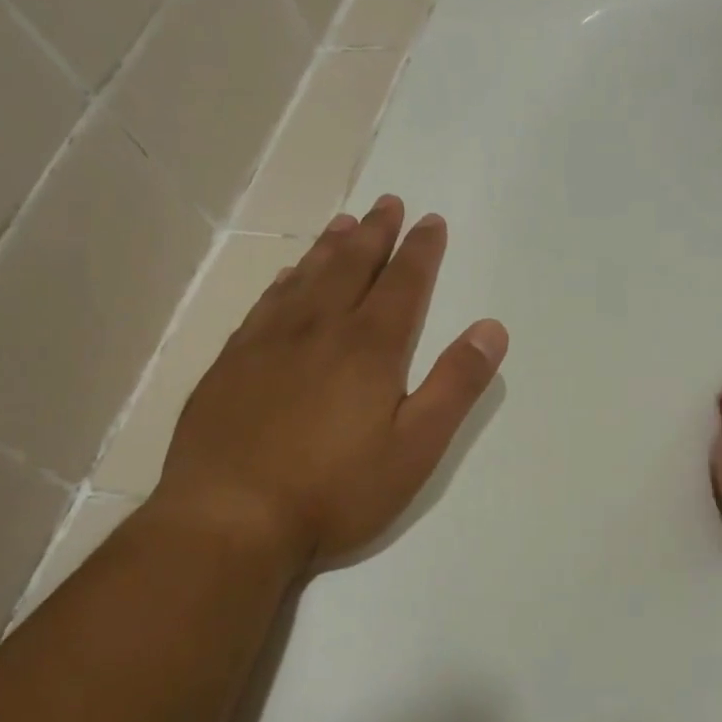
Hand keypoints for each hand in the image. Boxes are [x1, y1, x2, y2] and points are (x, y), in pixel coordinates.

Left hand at [151, 197, 508, 565]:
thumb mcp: (415, 447)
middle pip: (353, 266)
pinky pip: (266, 303)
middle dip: (376, 233)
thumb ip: (455, 385)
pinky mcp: (232, 363)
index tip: (431, 221)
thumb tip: (491, 328)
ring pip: (307, 277)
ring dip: (331, 247)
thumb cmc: (335, 490)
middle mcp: (320, 329)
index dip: (421, 250)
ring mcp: (269, 343)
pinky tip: (289, 275)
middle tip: (388, 202)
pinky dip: (286, 280)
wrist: (229, 518)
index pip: (404, 283)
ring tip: (346, 222)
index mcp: (370, 347)